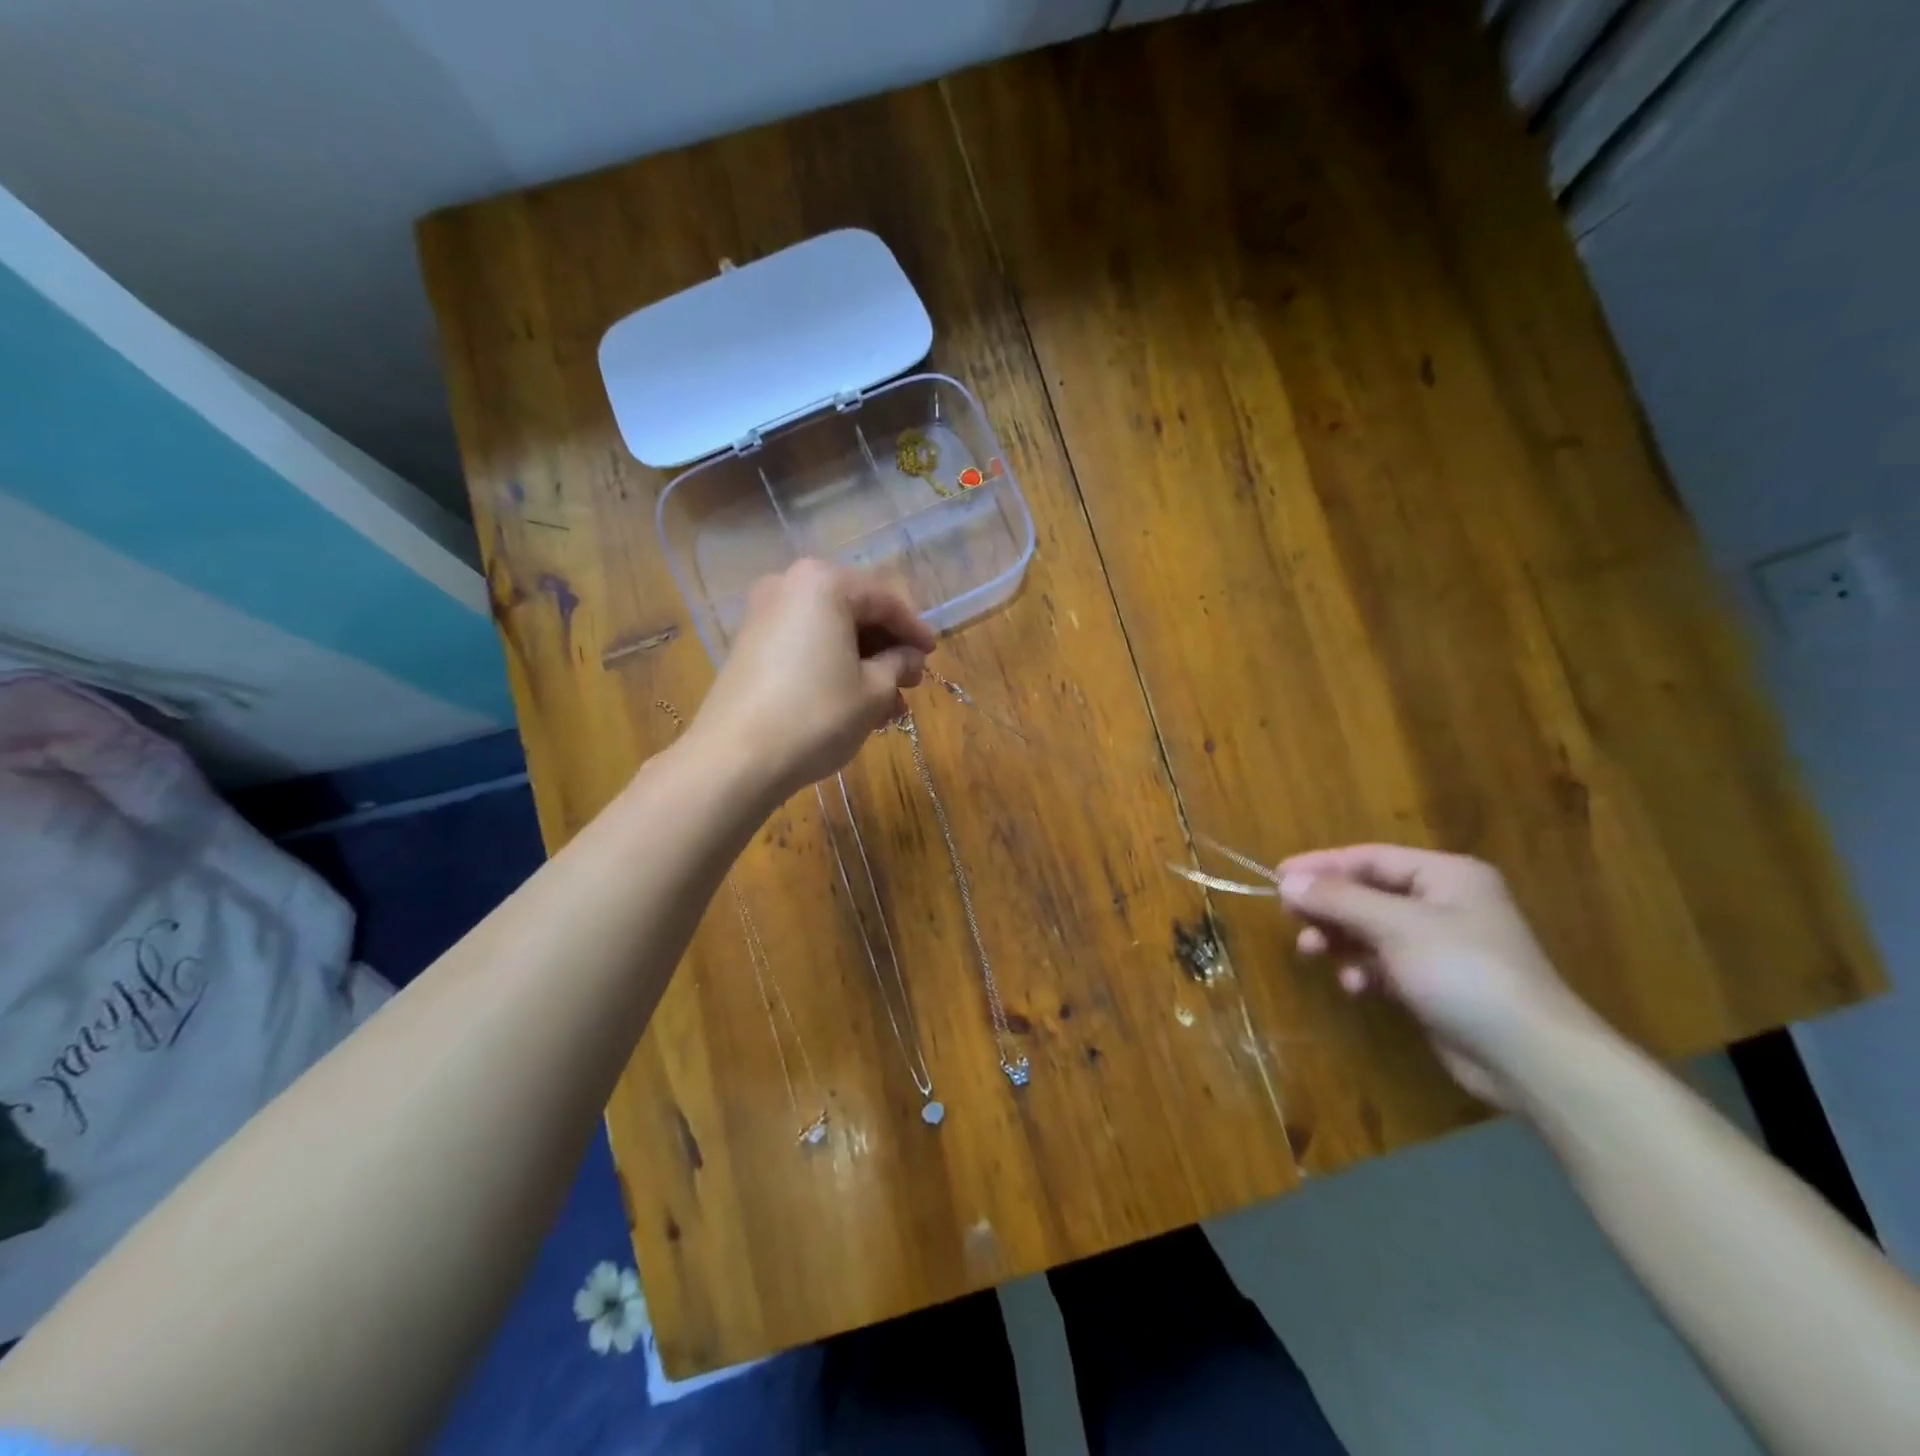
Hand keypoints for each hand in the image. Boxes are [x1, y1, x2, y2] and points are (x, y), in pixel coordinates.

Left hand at [691, 559, 934, 802]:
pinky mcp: (749, 645)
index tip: (933, 656)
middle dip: (887, 649)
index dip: (915, 630)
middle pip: (855, 611)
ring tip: (887, 706)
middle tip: (910, 682)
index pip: (885, 599)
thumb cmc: (816, 715)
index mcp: (824, 583)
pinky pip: (805, 645)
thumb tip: (909, 657)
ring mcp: (763, 614)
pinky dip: (833, 667)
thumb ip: (898, 664)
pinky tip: (853, 703)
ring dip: (863, 664)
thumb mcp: (873, 691)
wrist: (735, 758)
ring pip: (830, 632)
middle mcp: (790, 585)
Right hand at [1277, 845, 1605, 1107]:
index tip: (1278, 876)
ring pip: (1370, 929)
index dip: (1321, 865)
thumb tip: (1287, 880)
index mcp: (1446, 876)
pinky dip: (1362, 970)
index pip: (1370, 858)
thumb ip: (1338, 900)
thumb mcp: (1395, 926)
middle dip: (1328, 908)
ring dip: (1339, 939)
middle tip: (1292, 920)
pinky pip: (1383, 963)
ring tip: (1313, 953)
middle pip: (1367, 893)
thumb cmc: (1463, 973)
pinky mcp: (1434, 983)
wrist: (1529, 1058)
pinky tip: (1354, 986)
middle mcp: (1444, 903)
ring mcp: (1440, 945)